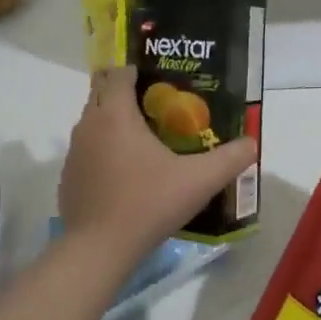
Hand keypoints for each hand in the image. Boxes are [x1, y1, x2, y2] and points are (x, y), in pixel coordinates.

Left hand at [60, 68, 257, 255]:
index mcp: (116, 115)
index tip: (159, 80)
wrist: (99, 249)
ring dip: (113, 122)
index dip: (136, 71)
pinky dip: (103, 151)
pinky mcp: (68, 177)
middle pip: (101, 92)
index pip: (119, 74)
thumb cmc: (148, 204)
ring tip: (144, 140)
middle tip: (156, 106)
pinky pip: (86, 151)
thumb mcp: (199, 181)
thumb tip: (252, 143)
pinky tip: (125, 174)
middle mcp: (88, 125)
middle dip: (124, 92)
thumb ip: (230, 159)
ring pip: (92, 122)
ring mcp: (74, 152)